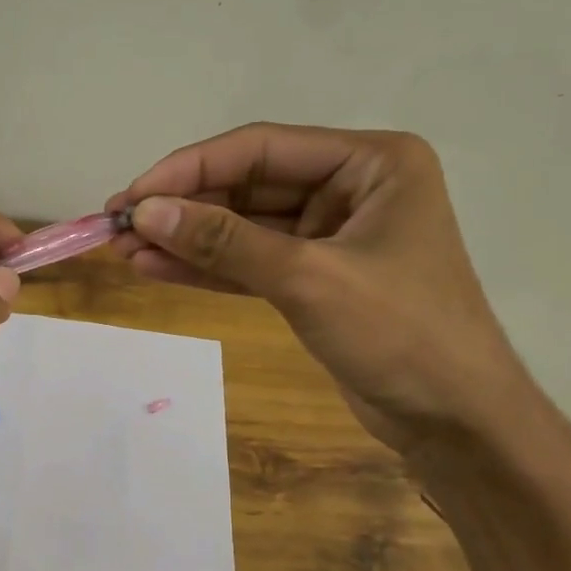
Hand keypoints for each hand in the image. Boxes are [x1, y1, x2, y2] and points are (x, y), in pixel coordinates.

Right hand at [109, 123, 530, 455]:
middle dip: (183, 207)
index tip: (132, 195)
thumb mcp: (308, 279)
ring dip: (187, 239)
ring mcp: (331, 234)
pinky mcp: (315, 277)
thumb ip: (226, 242)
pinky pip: (251, 261)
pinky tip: (157, 268)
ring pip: (244, 227)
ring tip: (124, 250)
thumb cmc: (401, 334)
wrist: (454, 420)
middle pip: (248, 186)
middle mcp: (351, 187)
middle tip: (117, 226)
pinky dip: (208, 267)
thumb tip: (145, 212)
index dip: (190, 169)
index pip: (261, 149)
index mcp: (371, 162)